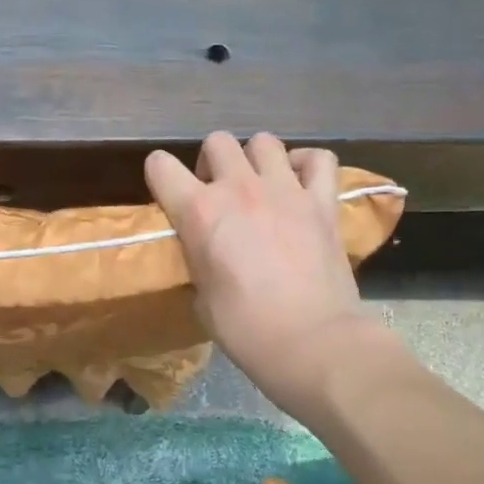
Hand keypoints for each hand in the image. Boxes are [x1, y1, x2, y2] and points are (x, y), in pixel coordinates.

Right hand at [146, 132, 382, 418]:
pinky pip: (318, 159)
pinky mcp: (323, 202)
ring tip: (259, 185)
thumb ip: (199, 259)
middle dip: (212, 162)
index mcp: (199, 212)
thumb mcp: (200, 296)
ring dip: (255, 159)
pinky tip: (300, 182)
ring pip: (264, 142)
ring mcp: (286, 190)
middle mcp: (239, 188)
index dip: (160, 177)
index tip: (169, 195)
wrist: (311, 341)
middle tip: (218, 192)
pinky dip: (306, 164)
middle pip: (217, 142)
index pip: (160, 166)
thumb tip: (206, 252)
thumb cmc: (245, 329)